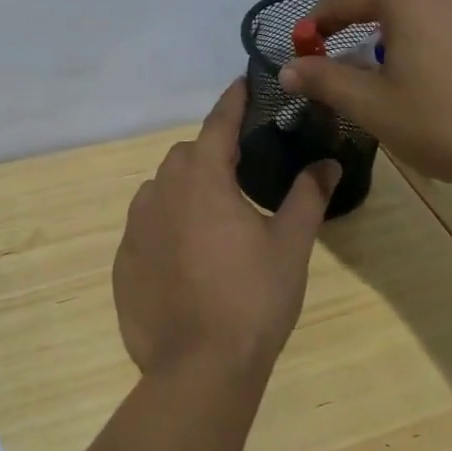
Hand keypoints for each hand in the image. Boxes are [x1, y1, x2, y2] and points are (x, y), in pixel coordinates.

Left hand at [113, 81, 340, 384]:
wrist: (198, 368)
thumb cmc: (252, 299)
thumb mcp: (290, 246)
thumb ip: (307, 197)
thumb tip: (328, 164)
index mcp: (203, 179)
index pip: (218, 124)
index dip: (232, 101)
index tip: (242, 83)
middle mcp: (161, 192)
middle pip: (186, 156)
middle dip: (211, 153)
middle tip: (242, 173)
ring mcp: (135, 228)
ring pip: (161, 189)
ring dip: (186, 189)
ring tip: (214, 218)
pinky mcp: (123, 261)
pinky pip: (146, 227)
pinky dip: (166, 226)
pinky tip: (187, 257)